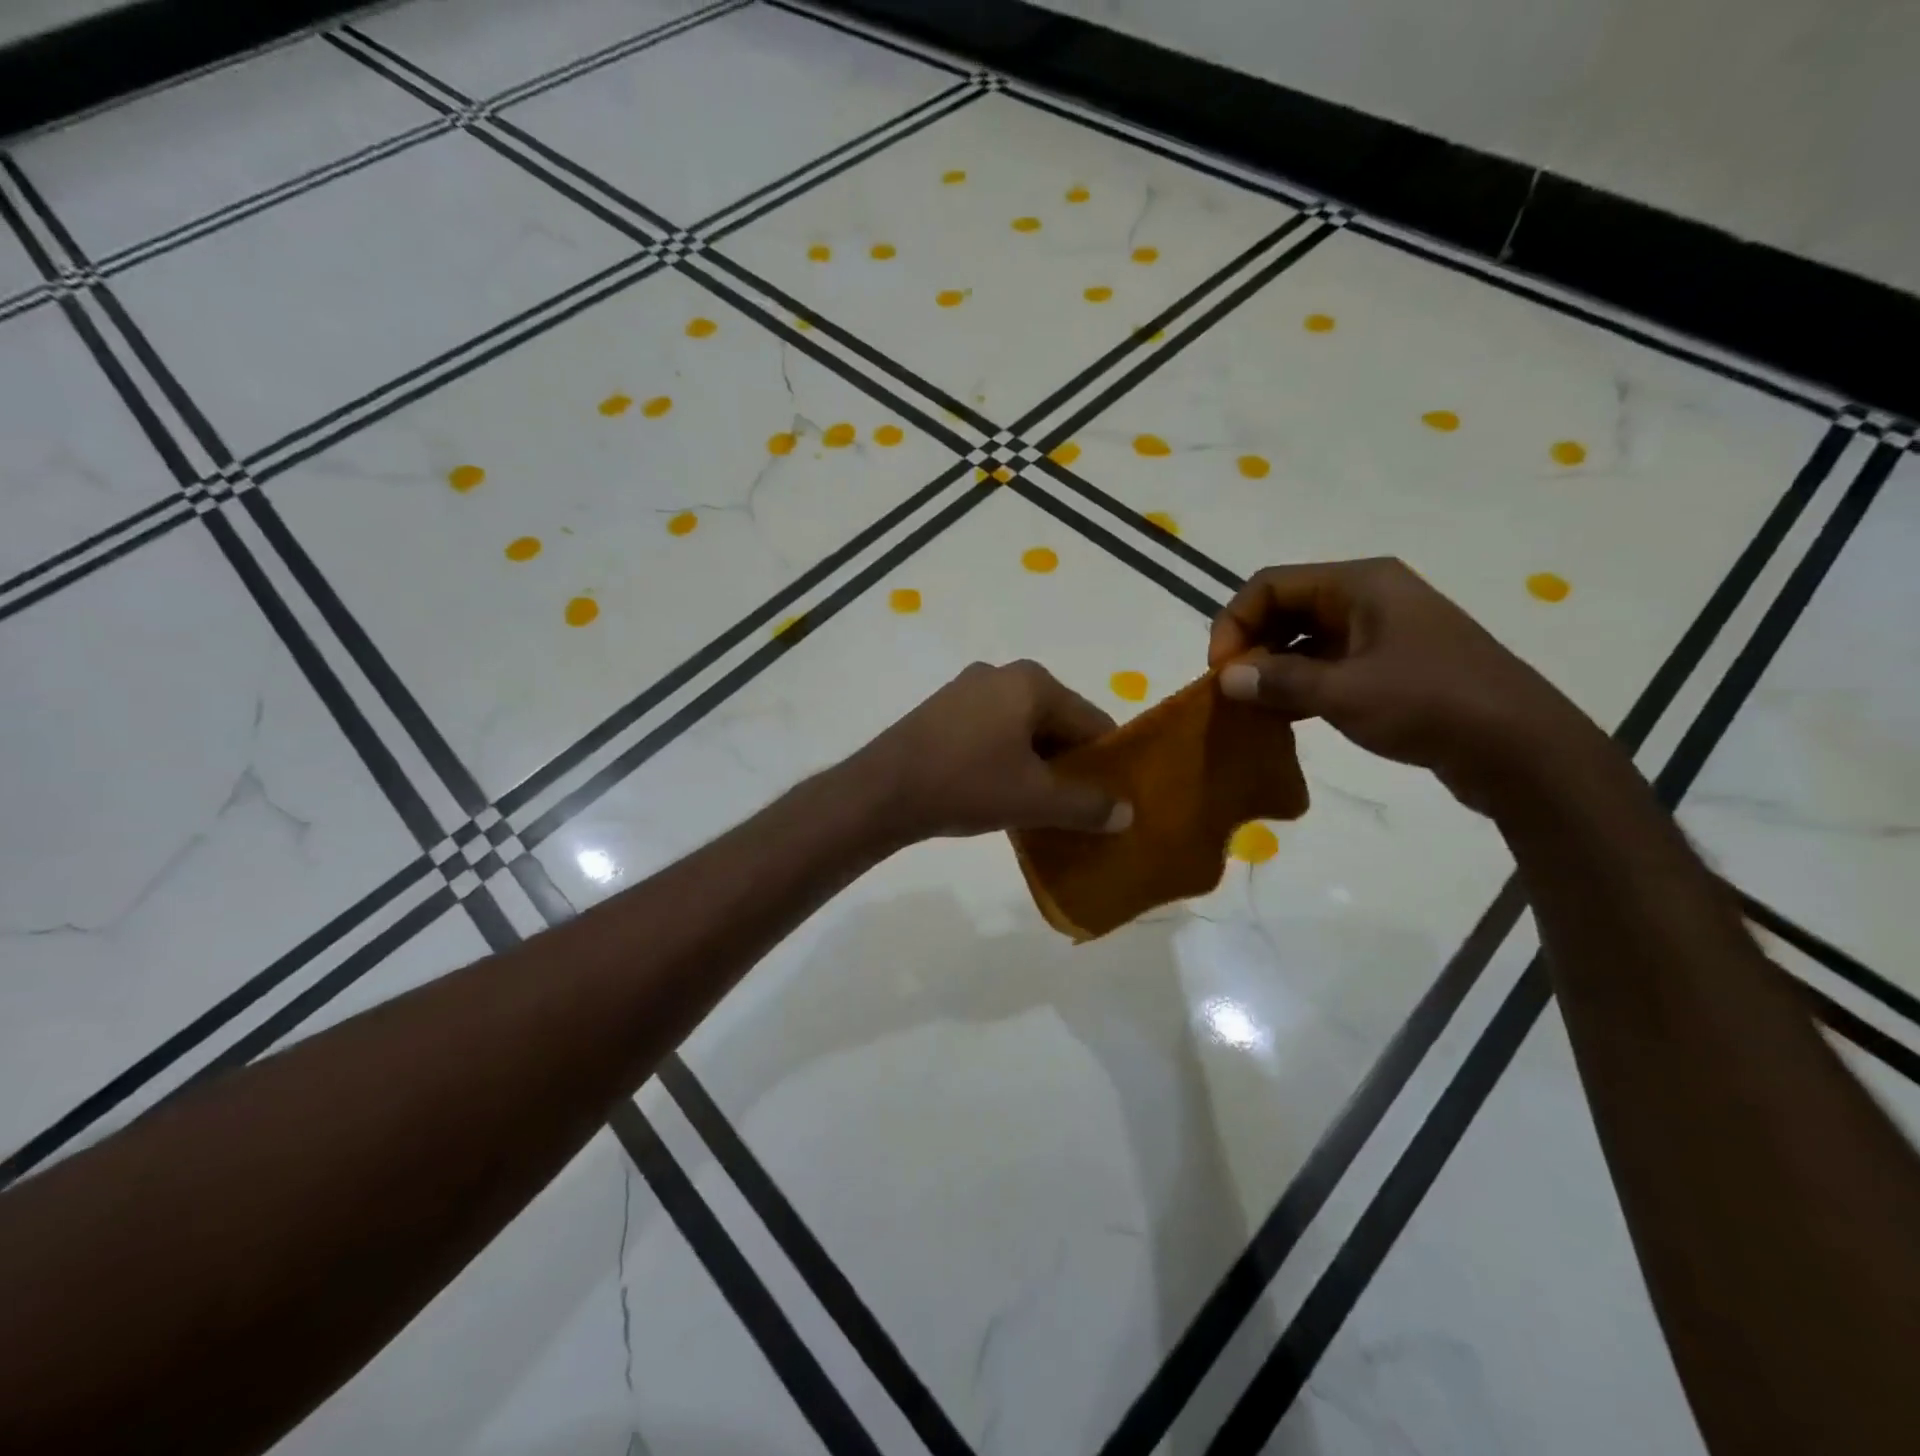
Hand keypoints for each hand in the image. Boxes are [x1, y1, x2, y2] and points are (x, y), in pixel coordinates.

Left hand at [852, 661, 1133, 841]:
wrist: (882, 791)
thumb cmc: (966, 784)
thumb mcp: (1035, 800)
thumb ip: (1087, 805)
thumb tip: (1128, 812)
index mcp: (1033, 683)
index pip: (1092, 721)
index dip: (1106, 761)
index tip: (1110, 798)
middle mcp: (1002, 674)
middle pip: (1057, 722)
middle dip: (1069, 763)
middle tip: (1076, 806)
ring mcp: (967, 689)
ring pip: (1023, 728)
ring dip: (1036, 763)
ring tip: (1039, 805)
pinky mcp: (942, 709)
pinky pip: (992, 731)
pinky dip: (1006, 758)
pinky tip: (1000, 790)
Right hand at [1208, 558, 1597, 811]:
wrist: (1520, 748)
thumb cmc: (1430, 704)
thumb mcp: (1344, 693)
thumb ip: (1278, 681)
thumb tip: (1226, 678)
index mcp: (1360, 583)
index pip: (1270, 584)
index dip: (1235, 622)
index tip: (1222, 671)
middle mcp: (1369, 597)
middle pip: (1286, 607)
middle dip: (1252, 645)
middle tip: (1234, 690)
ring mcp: (1382, 631)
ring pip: (1305, 638)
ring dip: (1273, 668)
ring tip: (1253, 707)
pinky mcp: (1391, 665)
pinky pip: (1328, 663)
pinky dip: (1300, 684)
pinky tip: (1284, 716)